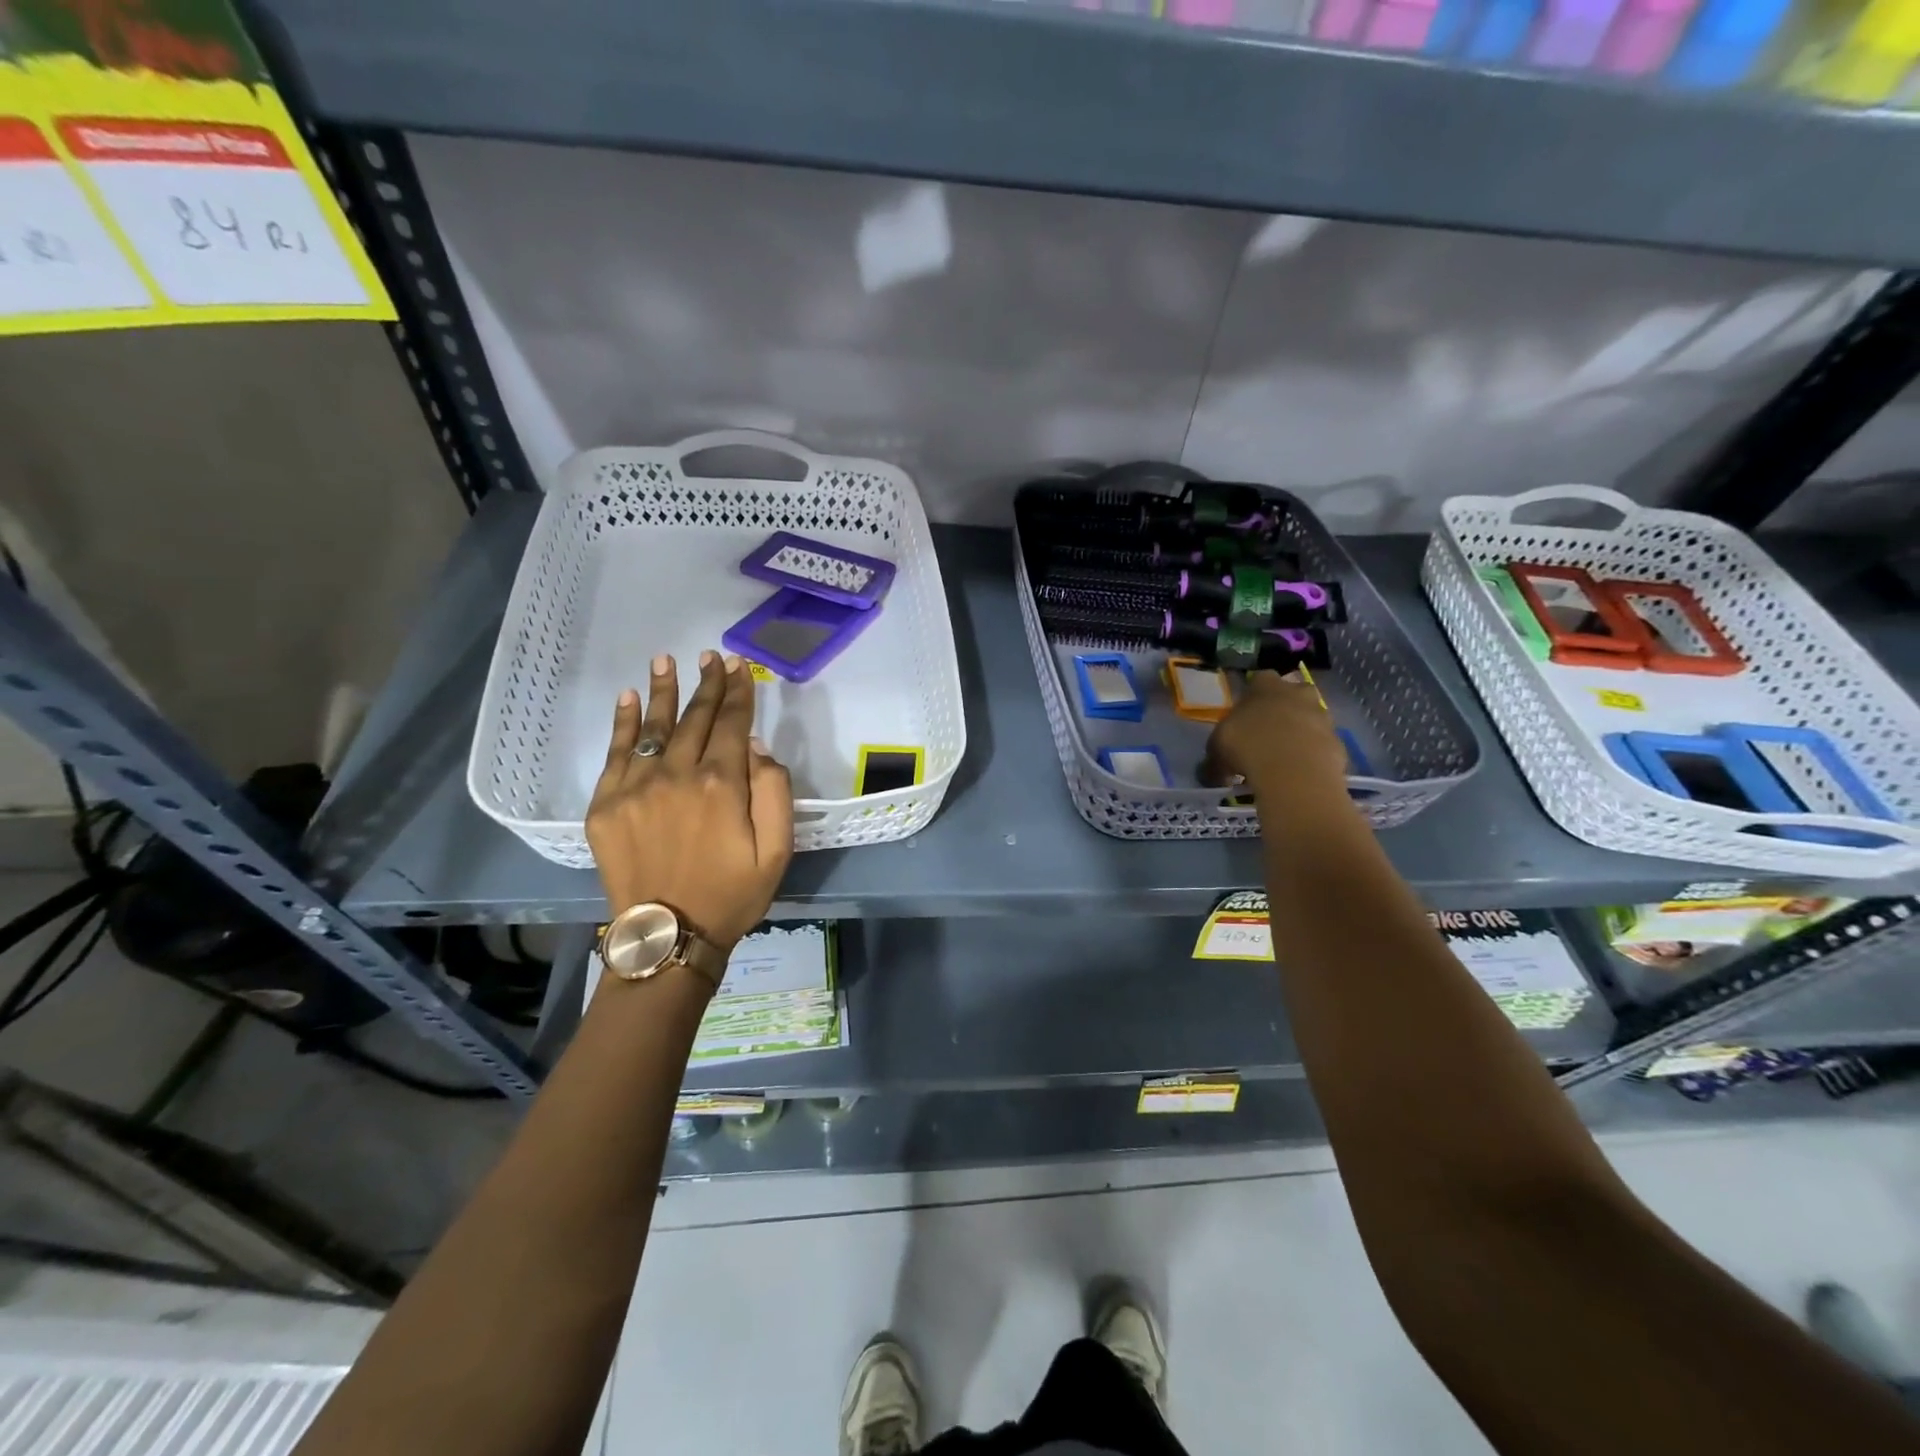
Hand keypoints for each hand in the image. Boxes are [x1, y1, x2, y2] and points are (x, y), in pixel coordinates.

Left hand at [585, 651, 793, 951]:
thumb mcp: (778, 851)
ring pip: (653, 728)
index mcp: (721, 784)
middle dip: (707, 684)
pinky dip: (622, 724)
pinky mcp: (605, 806)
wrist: (668, 938)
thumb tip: (757, 747)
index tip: (739, 666)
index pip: (733, 724)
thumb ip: (774, 792)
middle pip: (695, 718)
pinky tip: (627, 698)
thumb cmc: (733, 894)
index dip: (738, 692)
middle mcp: (677, 775)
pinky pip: (615, 754)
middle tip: (711, 657)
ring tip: (665, 660)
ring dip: (662, 691)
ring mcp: (636, 788)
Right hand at [1206, 670, 1350, 796]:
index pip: (1260, 679)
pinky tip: (1298, 772)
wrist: (1294, 771)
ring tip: (1283, 757)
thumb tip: (1214, 770)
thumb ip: (1217, 755)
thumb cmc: (1247, 747)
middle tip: (1267, 732)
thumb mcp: (1217, 751)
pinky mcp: (1337, 740)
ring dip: (1299, 732)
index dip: (1253, 695)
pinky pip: (1321, 744)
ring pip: (1310, 718)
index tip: (1245, 713)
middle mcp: (1297, 693)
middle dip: (1283, 709)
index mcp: (1265, 686)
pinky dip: (1312, 754)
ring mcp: (1322, 715)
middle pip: (1292, 694)